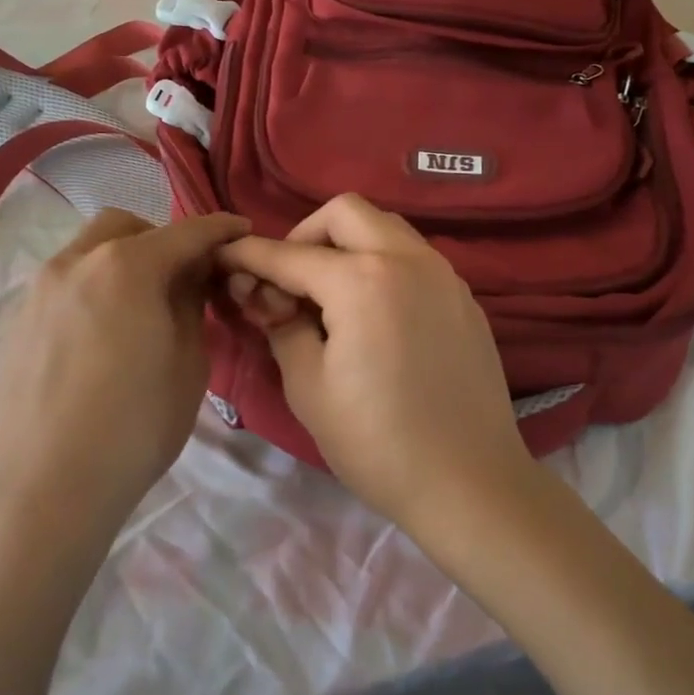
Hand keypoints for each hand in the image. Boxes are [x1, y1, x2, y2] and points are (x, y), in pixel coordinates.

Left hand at [0, 208, 249, 535]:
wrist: (44, 490)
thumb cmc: (135, 426)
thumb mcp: (189, 363)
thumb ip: (192, 305)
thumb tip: (188, 279)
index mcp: (127, 267)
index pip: (186, 232)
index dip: (220, 229)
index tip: (242, 230)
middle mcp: (75, 264)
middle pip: (124, 227)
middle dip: (160, 239)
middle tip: (182, 277)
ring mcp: (37, 292)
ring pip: (86, 253)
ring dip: (121, 263)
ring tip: (138, 310)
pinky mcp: (14, 325)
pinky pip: (61, 288)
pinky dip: (90, 292)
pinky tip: (98, 341)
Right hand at [217, 194, 533, 527]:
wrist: (469, 482)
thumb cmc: (377, 442)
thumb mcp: (309, 387)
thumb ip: (281, 325)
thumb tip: (266, 295)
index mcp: (362, 280)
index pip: (290, 254)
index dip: (250, 255)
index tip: (224, 256)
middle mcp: (408, 259)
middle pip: (346, 212)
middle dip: (306, 234)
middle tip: (290, 280)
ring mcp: (444, 275)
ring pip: (386, 228)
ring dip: (349, 244)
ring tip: (330, 296)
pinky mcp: (464, 297)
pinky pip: (415, 258)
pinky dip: (383, 265)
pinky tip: (374, 314)